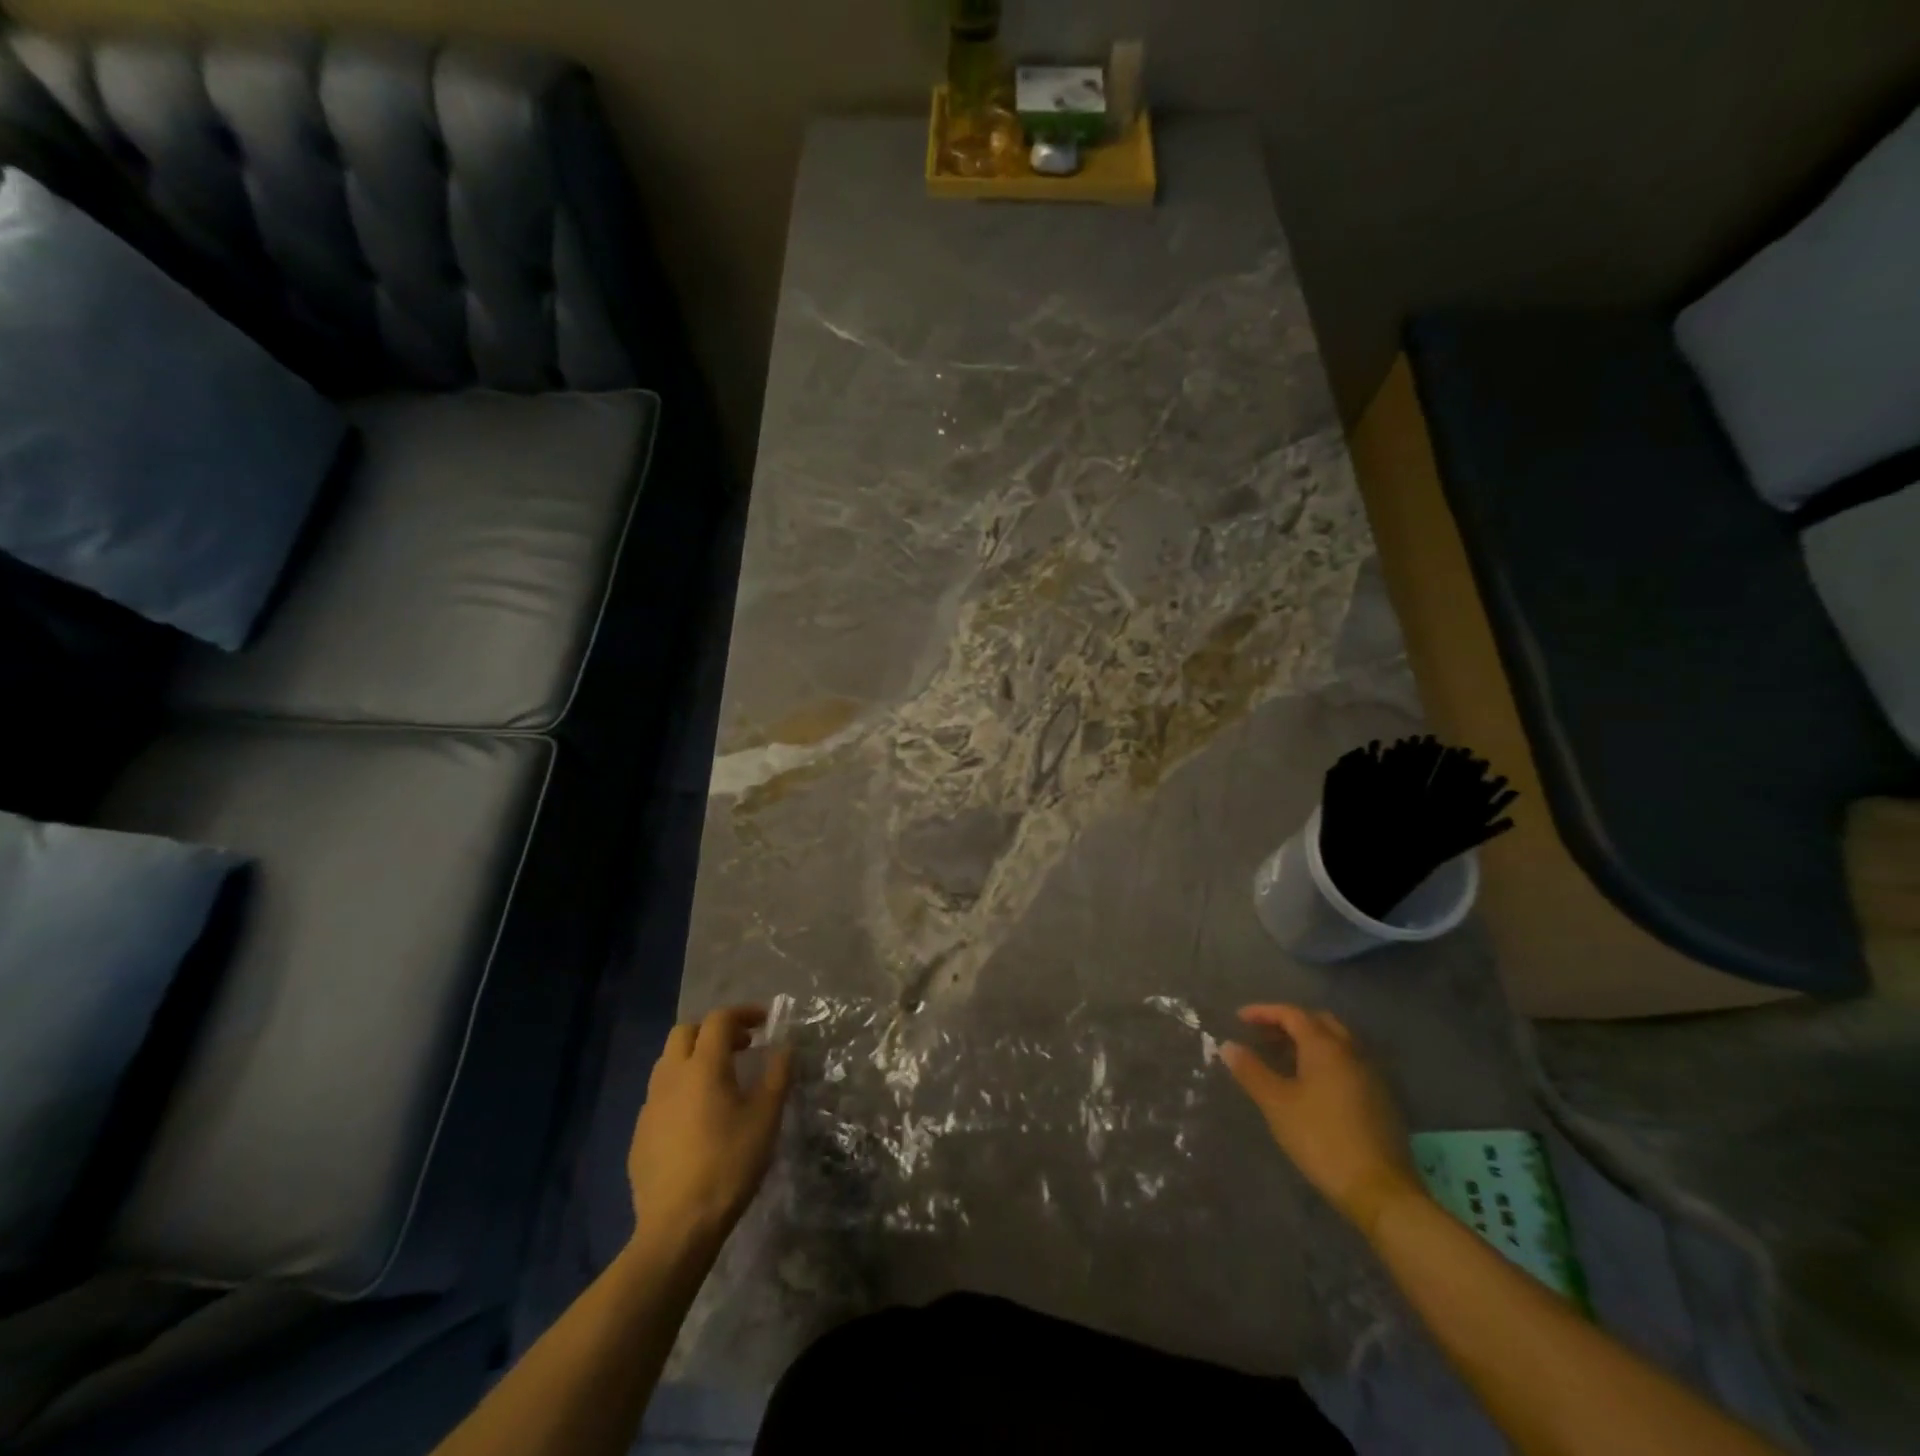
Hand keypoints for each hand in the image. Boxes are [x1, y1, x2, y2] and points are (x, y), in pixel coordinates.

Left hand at [627, 1005, 792, 1249]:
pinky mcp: (639, 1133)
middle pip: (686, 1032)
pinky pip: (660, 1095)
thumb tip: (784, 1048)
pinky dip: (681, 1089)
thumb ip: (776, 1076)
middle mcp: (671, 1077)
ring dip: (694, 1057)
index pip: (719, 1020)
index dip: (743, 1013)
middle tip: (741, 1047)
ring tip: (720, 1079)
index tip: (764, 1023)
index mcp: (703, 1067)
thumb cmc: (729, 1164)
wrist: (677, 1226)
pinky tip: (698, 1117)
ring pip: (668, 1062)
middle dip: (714, 1030)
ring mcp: (650, 1105)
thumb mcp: (766, 1118)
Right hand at [1221, 1004, 1423, 1234]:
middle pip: (1318, 1021)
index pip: (1291, 1014)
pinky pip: (1348, 1061)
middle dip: (1288, 1022)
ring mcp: (1370, 1074)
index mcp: (1325, 1047)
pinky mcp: (1381, 1097)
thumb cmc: (1321, 1139)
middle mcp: (1351, 1051)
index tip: (1239, 1018)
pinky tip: (1311, 1082)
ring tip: (1282, 1057)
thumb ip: (1251, 1071)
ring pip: (1336, 1041)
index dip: (1263, 1012)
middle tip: (1263, 1035)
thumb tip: (1227, 1045)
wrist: (1380, 1190)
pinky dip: (1325, 1059)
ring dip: (1308, 1040)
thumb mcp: (1276, 1104)